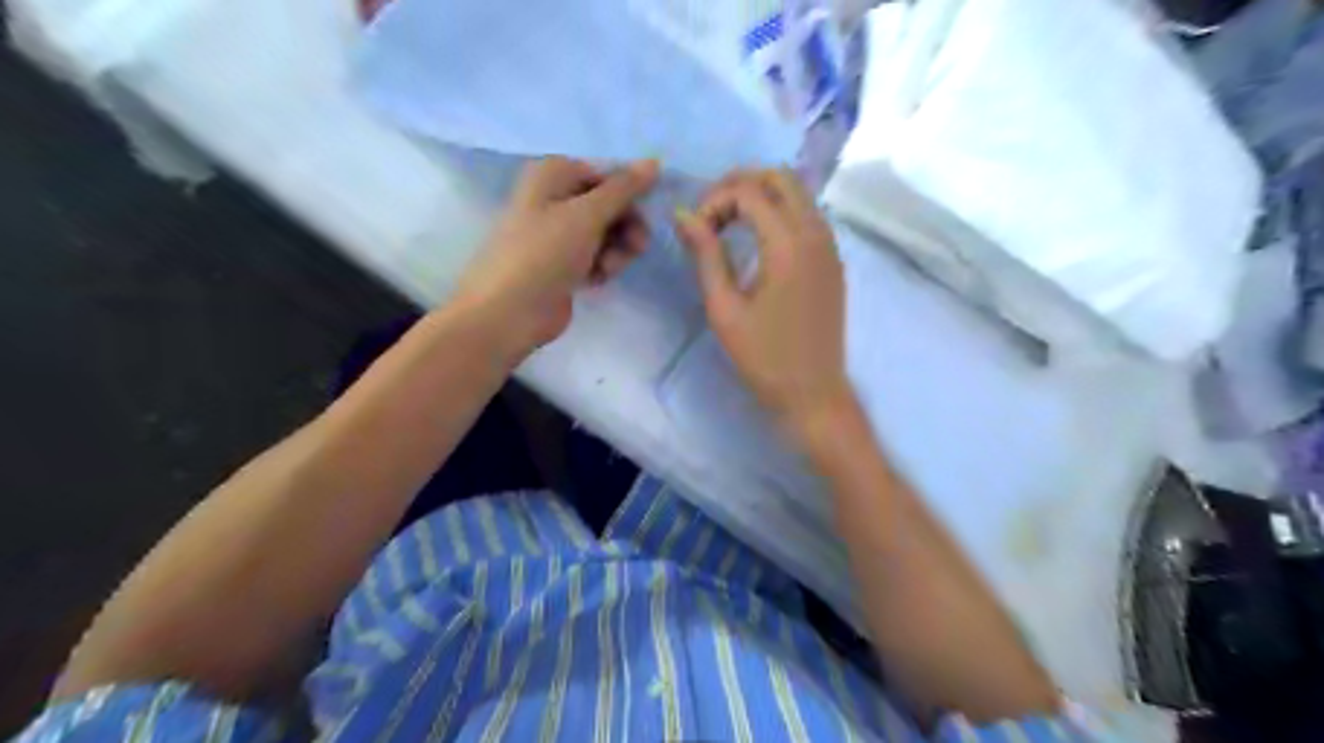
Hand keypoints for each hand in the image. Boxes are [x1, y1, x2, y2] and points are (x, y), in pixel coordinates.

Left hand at [458, 153, 659, 349]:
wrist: (508, 313)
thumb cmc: (543, 254)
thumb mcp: (586, 215)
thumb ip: (623, 189)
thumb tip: (654, 162)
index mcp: (552, 175)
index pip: (606, 174)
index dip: (629, 194)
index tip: (649, 214)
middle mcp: (554, 198)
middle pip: (609, 205)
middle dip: (626, 226)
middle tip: (636, 247)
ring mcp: (557, 235)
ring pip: (606, 234)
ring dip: (616, 250)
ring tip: (608, 269)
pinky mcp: (562, 265)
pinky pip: (595, 257)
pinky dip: (602, 267)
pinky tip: (597, 281)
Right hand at [675, 169, 853, 428]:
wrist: (813, 393)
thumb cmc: (763, 357)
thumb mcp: (724, 308)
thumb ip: (706, 255)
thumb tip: (684, 215)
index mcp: (788, 245)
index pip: (749, 192)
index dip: (715, 201)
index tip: (695, 230)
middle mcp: (816, 234)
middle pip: (780, 177)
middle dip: (740, 184)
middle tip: (711, 213)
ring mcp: (830, 246)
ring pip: (798, 193)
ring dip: (761, 195)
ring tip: (728, 224)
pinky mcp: (833, 261)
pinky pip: (808, 216)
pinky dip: (780, 212)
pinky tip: (757, 240)